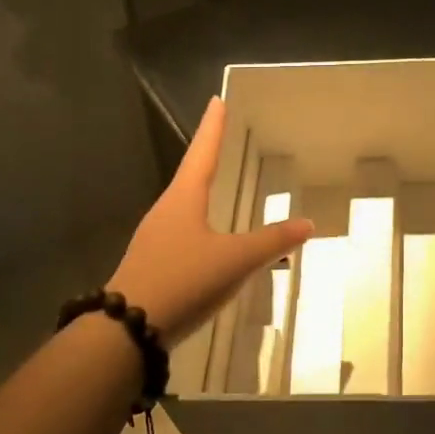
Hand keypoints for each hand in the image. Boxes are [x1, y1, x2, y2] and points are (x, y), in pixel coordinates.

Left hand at [108, 97, 313, 344]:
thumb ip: (271, 241)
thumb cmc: (183, 281)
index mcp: (183, 198)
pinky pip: (181, 230)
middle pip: (190, 173)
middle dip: (207, 154)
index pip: (203, 152)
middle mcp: (166, 210)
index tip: (217, 101)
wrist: (126, 332)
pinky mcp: (152, 263)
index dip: (213, 127)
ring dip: (200, 187)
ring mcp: (155, 238)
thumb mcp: (234, 260)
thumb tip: (308, 223)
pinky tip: (207, 235)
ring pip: (183, 203)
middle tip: (221, 137)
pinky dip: (198, 219)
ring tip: (216, 180)